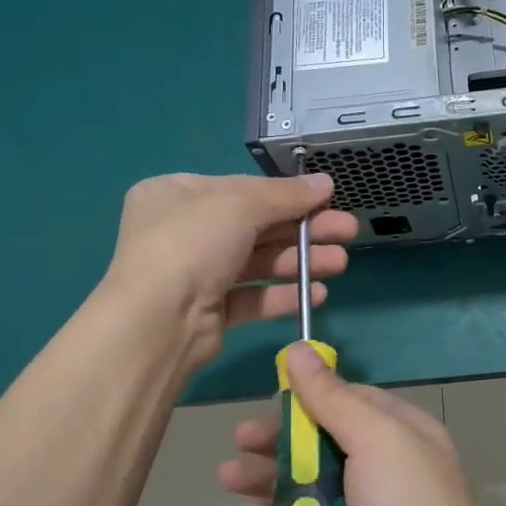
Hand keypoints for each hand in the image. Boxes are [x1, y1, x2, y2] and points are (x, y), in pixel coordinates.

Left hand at [101, 173, 357, 372]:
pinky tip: (316, 294)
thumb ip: (286, 195)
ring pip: (258, 262)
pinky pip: (252, 296)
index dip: (288, 195)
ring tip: (341, 263)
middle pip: (256, 226)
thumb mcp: (241, 204)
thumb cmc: (192, 243)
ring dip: (301, 261)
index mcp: (177, 194)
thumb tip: (326, 183)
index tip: (328, 200)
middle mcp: (183, 231)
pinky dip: (283, 294)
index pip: (242, 189)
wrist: (158, 321)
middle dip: (304, 229)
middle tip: (348, 232)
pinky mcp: (208, 311)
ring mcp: (195, 273)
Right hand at [217, 343, 496, 505]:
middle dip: (279, 440)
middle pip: (322, 443)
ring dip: (268, 480)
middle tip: (240, 441)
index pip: (350, 401)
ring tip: (230, 479)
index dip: (310, 398)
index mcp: (402, 433)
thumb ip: (332, 398)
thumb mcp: (374, 439)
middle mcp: (385, 468)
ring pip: (307, 486)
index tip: (272, 398)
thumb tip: (299, 349)